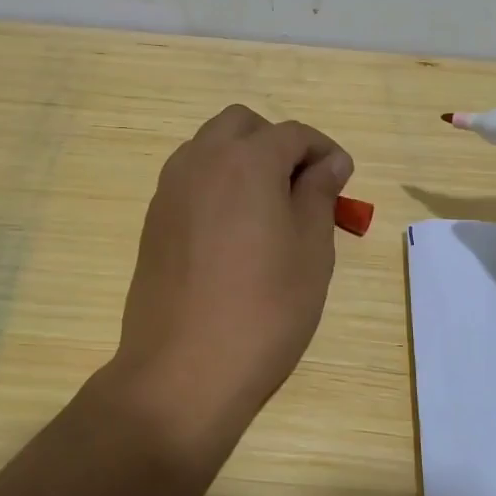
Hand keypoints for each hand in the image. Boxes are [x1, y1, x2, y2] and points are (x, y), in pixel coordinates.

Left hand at [104, 105, 352, 465]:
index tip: (342, 181)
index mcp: (246, 161)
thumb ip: (319, 195)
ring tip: (268, 207)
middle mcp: (201, 161)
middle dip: (276, 143)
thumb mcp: (311, 251)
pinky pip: (189, 178)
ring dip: (242, 159)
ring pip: (209, 147)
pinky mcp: (154, 219)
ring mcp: (170, 189)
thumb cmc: (264, 311)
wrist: (182, 370)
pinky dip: (216, 183)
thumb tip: (328, 162)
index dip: (324, 151)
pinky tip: (233, 230)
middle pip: (242, 125)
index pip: (292, 134)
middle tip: (301, 186)